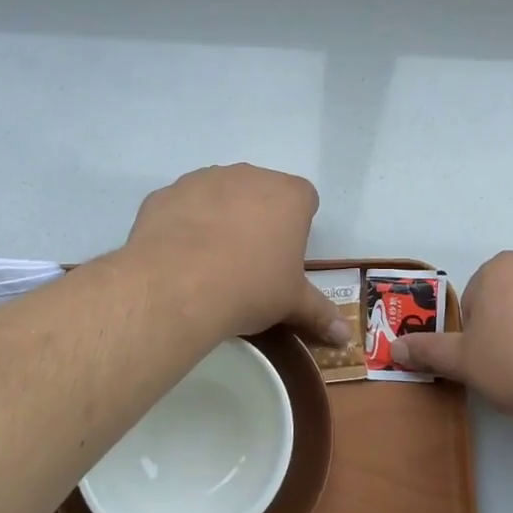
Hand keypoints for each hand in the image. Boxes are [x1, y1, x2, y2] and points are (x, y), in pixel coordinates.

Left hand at [125, 164, 350, 345]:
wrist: (176, 287)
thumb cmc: (250, 288)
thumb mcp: (291, 304)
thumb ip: (320, 313)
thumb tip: (346, 336)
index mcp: (289, 195)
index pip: (304, 200)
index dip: (296, 228)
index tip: (284, 257)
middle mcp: (249, 176)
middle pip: (261, 192)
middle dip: (258, 218)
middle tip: (249, 261)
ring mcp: (204, 179)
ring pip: (219, 194)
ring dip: (219, 216)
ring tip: (210, 261)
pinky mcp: (166, 193)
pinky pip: (182, 205)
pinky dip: (182, 223)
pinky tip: (177, 256)